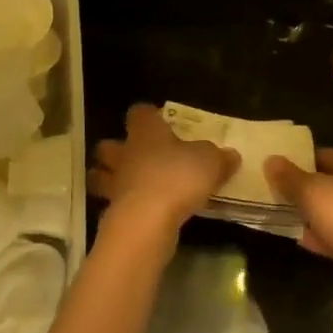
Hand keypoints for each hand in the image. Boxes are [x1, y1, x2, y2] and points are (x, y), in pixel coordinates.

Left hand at [88, 104, 239, 240]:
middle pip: (109, 144)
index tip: (160, 121)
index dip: (148, 115)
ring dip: (110, 178)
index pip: (138, 112)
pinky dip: (121, 206)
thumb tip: (231, 155)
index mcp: (145, 132)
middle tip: (139, 155)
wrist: (147, 220)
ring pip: (101, 175)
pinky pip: (113, 203)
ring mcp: (115, 183)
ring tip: (130, 185)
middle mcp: (125, 153)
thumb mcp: (210, 162)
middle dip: (118, 149)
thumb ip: (219, 157)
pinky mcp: (112, 211)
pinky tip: (139, 212)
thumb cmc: (177, 177)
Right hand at [265, 149, 332, 307]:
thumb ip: (289, 176)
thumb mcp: (311, 190)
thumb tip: (270, 160)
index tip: (275, 168)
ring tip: (280, 215)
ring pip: (331, 211)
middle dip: (302, 189)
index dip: (299, 160)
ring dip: (309, 215)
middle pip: (328, 184)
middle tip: (273, 192)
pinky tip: (299, 240)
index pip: (324, 155)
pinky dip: (319, 237)